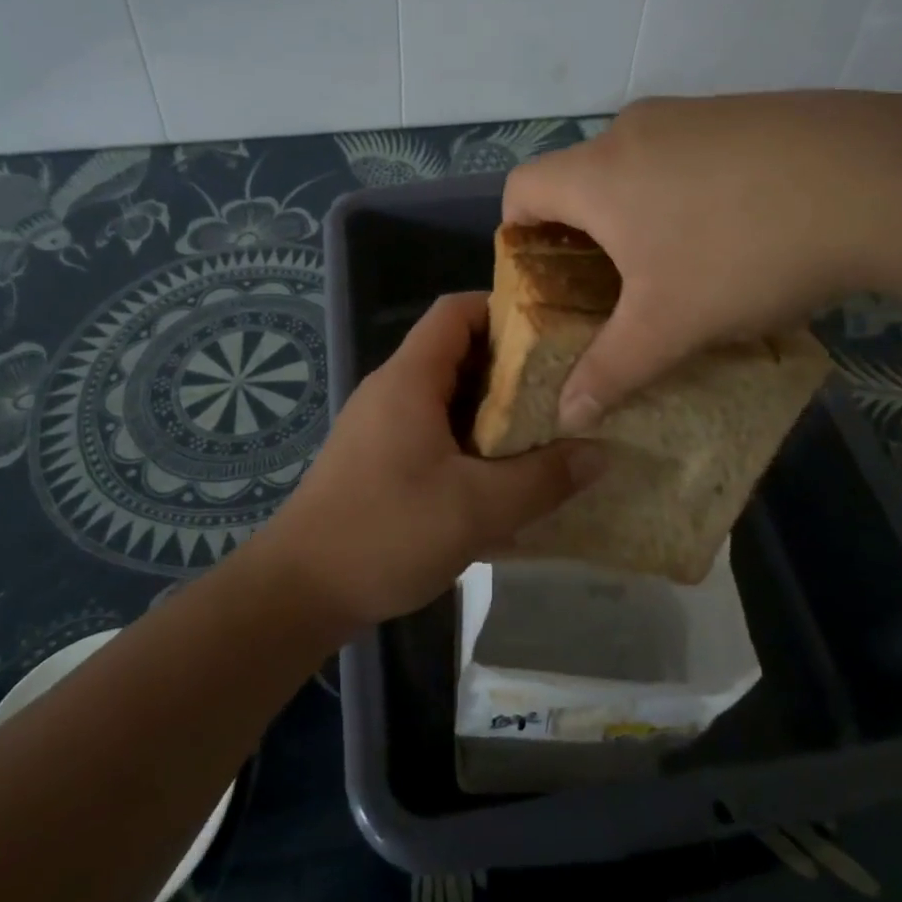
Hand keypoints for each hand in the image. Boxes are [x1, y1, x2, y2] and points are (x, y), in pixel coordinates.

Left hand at [255, 293, 604, 628]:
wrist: (300, 591)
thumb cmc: (386, 533)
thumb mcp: (477, 508)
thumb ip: (543, 479)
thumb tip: (601, 453)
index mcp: (410, 379)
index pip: (456, 311)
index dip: (504, 310)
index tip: (552, 334)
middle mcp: (392, 390)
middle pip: (457, 352)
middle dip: (511, 367)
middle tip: (564, 389)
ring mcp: (381, 425)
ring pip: (447, 397)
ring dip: (493, 411)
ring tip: (545, 432)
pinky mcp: (378, 459)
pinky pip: (433, 431)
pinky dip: (470, 442)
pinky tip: (502, 479)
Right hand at [504, 92, 901, 431]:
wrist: (878, 179)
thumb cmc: (742, 252)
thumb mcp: (669, 326)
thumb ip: (610, 371)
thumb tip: (568, 415)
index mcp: (597, 173)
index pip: (521, 189)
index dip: (516, 233)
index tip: (545, 277)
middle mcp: (632, 129)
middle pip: (579, 178)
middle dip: (583, 233)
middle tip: (613, 285)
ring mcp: (692, 112)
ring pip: (637, 164)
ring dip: (639, 210)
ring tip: (681, 261)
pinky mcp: (743, 110)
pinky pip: (688, 151)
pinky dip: (687, 188)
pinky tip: (738, 226)